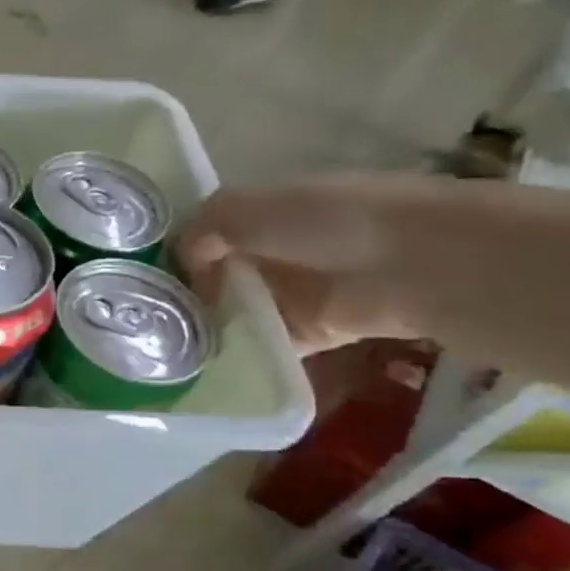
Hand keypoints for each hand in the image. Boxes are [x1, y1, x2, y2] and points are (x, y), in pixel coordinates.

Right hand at [177, 175, 424, 354]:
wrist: (419, 265)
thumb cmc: (327, 222)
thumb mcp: (246, 208)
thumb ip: (202, 228)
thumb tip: (183, 259)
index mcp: (270, 210)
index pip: (213, 231)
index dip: (183, 250)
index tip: (150, 275)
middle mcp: (283, 248)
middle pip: (223, 273)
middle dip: (192, 291)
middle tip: (153, 315)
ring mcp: (302, 291)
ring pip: (241, 309)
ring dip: (213, 324)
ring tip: (171, 343)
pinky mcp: (317, 331)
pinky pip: (268, 343)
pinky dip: (243, 353)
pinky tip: (206, 362)